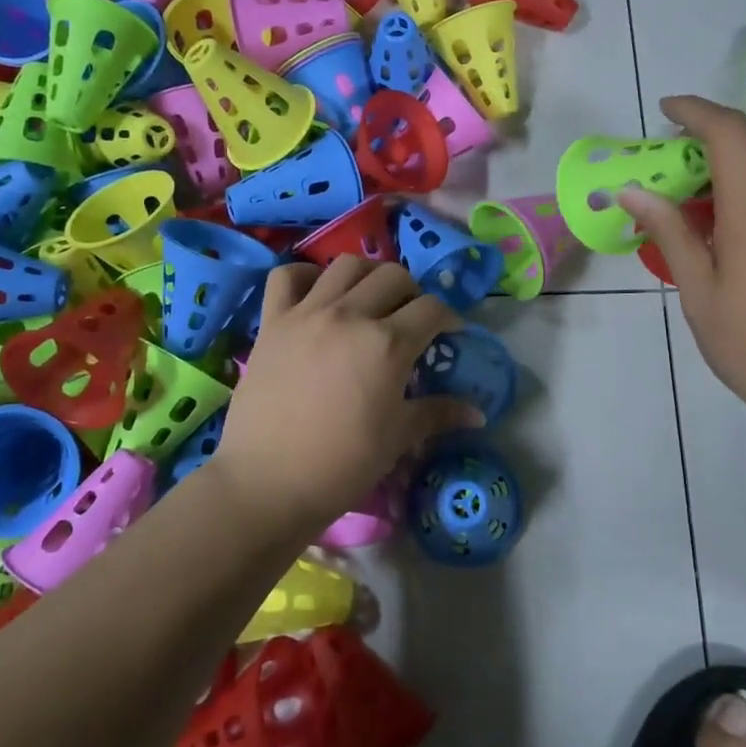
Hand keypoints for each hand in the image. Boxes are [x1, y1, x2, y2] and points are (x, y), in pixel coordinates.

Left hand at [210, 258, 482, 530]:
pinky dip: (304, 275)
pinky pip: (286, 276)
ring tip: (369, 298)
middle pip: (394, 275)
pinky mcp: (272, 321)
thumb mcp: (398, 438)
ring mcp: (307, 313)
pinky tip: (316, 293)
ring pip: (346, 264)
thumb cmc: (342, 464)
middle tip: (409, 318)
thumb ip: (438, 414)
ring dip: (367, 275)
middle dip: (412, 292)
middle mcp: (350, 315)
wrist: (268, 482)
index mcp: (387, 344)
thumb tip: (478, 413)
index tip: (449, 334)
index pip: (432, 309)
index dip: (448, 318)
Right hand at [621, 95, 745, 447]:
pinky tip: (735, 211)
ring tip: (702, 177)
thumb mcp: (698, 293)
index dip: (696, 112)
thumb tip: (632, 190)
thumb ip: (670, 233)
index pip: (730, 135)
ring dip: (741, 147)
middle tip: (675, 148)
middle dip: (714, 126)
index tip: (665, 111)